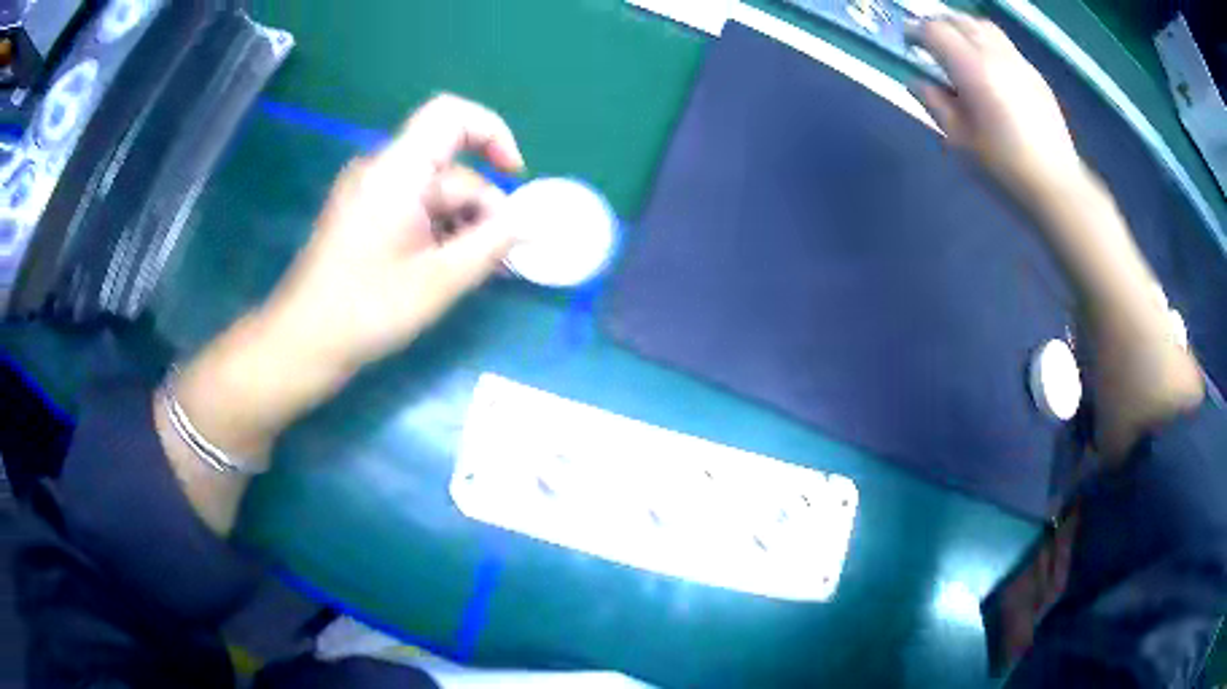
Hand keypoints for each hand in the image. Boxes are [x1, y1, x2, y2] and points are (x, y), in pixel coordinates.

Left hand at [174, 95, 524, 459]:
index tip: (513, 176)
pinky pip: (414, 209)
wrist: (301, 342)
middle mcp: (382, 171)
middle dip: (481, 208)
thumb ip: (491, 244)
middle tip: (500, 259)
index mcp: (396, 171)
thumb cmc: (365, 310)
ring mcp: (370, 194)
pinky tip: (452, 269)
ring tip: (478, 272)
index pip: (451, 116)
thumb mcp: (439, 280)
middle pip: (450, 168)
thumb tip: (527, 222)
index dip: (492, 133)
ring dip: (463, 226)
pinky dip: (439, 232)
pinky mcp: (364, 217)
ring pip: (435, 193)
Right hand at [909, 15, 1084, 203]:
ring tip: (959, 49)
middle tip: (930, 43)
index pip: (935, 31)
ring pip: (984, 26)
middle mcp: (995, 55)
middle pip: (959, 20)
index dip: (917, 33)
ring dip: (964, 29)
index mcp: (972, 69)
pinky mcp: (1035, 76)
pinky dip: (988, 45)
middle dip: (939, 25)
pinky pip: (1005, 45)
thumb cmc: (1004, 169)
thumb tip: (917, 82)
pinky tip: (989, 69)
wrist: (1056, 186)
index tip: (909, 45)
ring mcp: (1019, 63)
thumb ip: (935, 104)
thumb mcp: (959, 142)